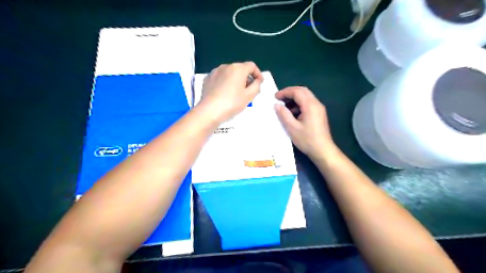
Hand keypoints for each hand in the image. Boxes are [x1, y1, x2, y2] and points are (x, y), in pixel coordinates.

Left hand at [200, 62, 263, 122]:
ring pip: (229, 73)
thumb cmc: (232, 103)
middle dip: (246, 78)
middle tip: (248, 91)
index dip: (258, 74)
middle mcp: (226, 66)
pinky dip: (225, 82)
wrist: (209, 111)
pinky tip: (224, 93)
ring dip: (235, 80)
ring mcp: (215, 72)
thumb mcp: (249, 96)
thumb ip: (256, 86)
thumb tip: (256, 81)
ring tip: (236, 93)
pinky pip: (220, 78)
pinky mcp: (207, 79)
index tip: (259, 83)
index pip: (252, 66)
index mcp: (238, 69)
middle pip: (240, 69)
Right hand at [275, 87, 336, 159]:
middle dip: (290, 92)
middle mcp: (316, 103)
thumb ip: (283, 114)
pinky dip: (299, 104)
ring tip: (284, 106)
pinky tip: (293, 113)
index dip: (285, 92)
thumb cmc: (307, 140)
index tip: (275, 97)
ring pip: (306, 96)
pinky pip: (309, 103)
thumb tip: (277, 105)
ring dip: (295, 98)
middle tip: (279, 98)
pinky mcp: (319, 114)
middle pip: (303, 91)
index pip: (297, 91)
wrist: (323, 150)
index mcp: (310, 105)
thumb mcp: (292, 128)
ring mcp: (319, 108)